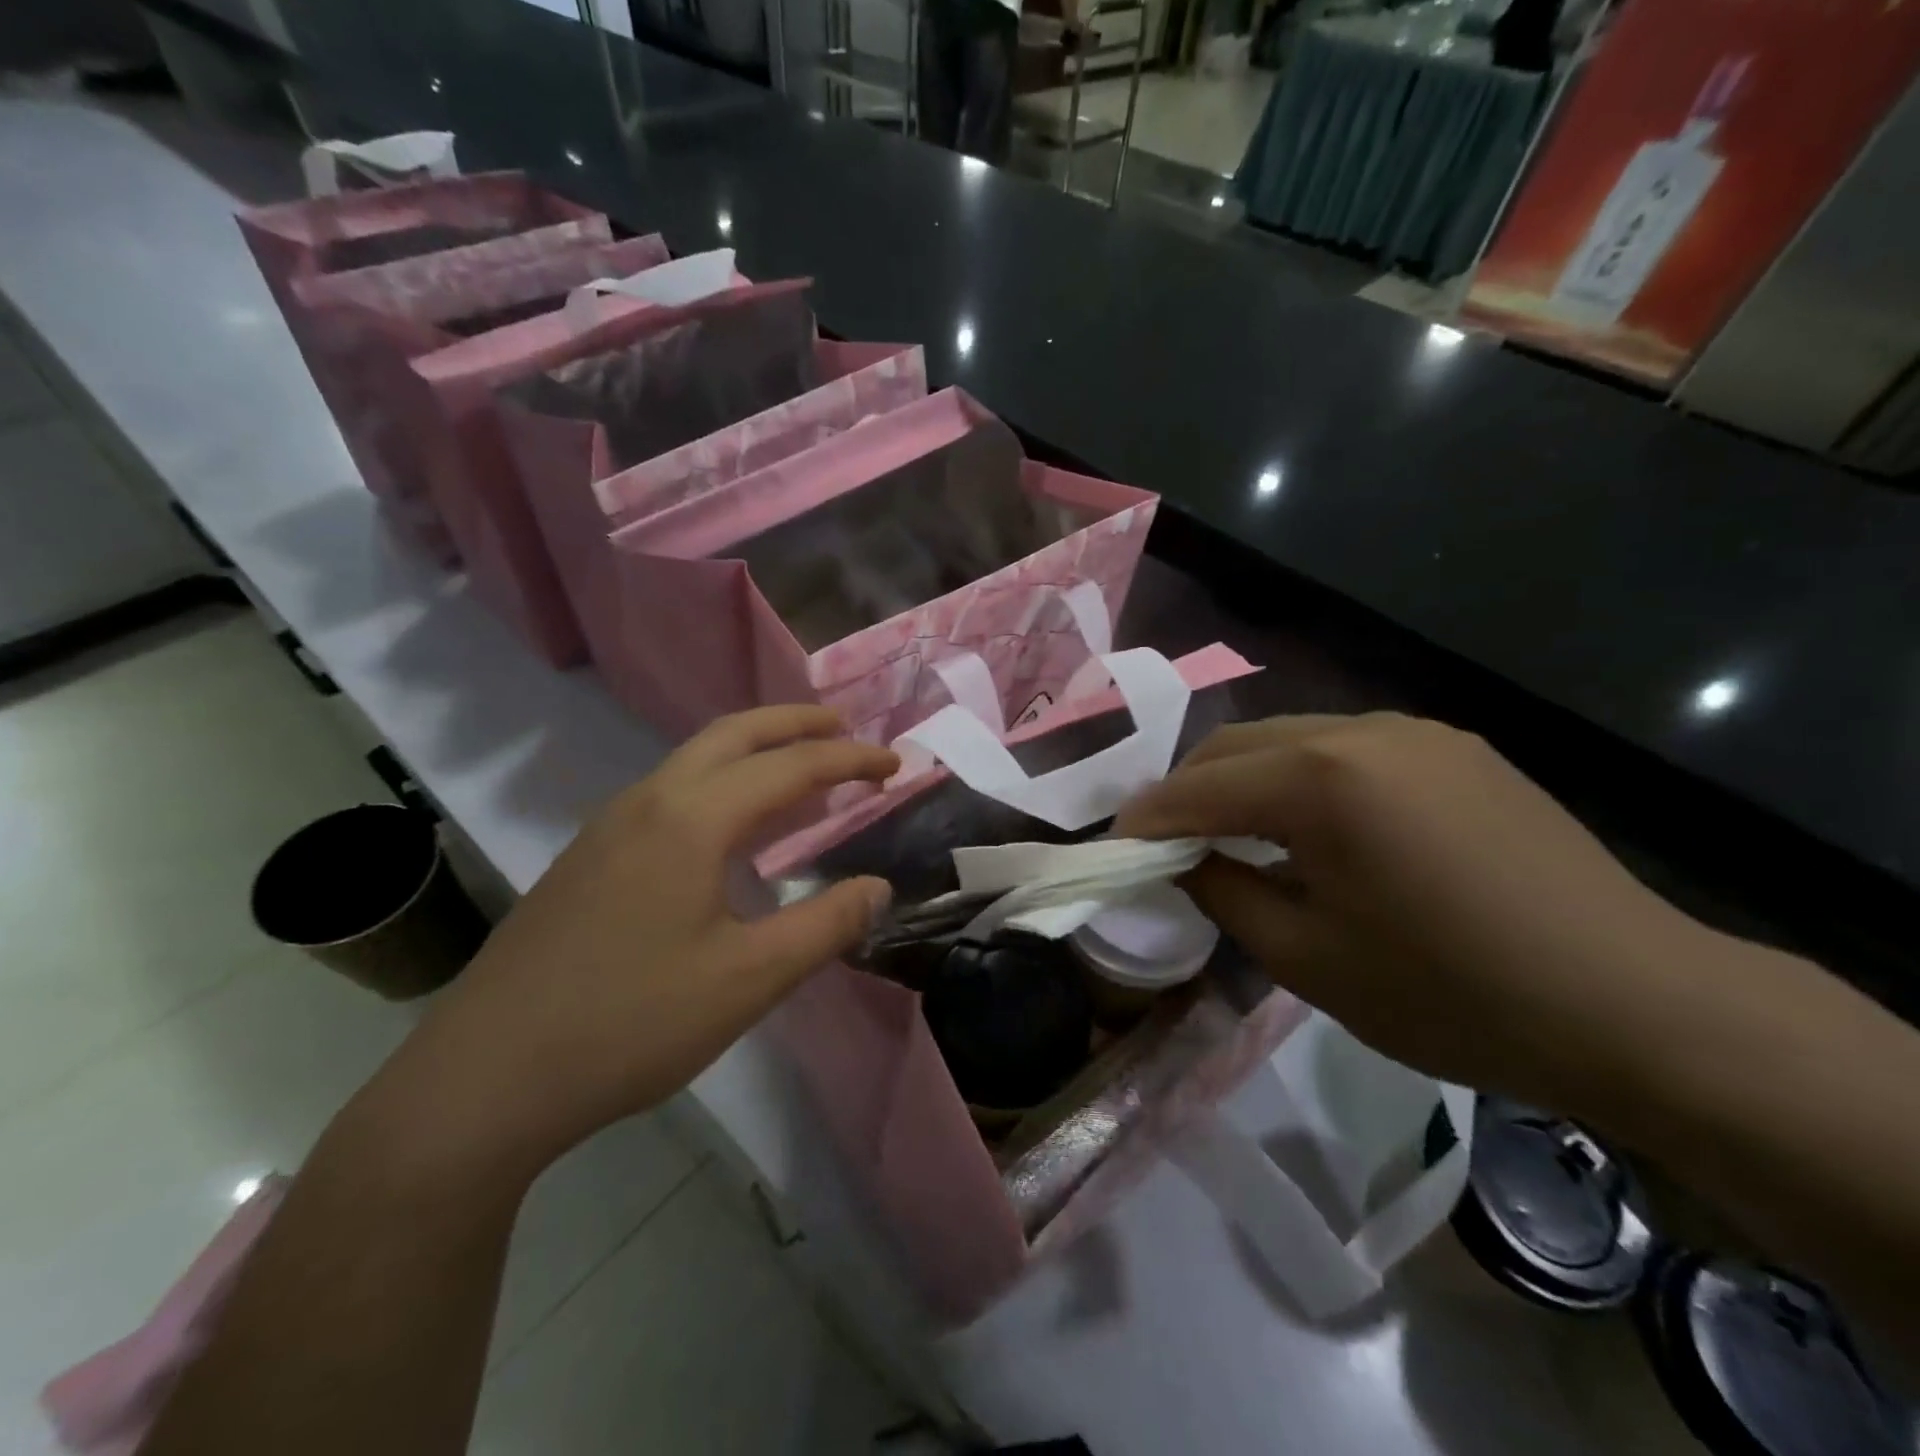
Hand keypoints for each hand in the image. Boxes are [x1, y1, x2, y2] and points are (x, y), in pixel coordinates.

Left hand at [388, 707, 896, 1171]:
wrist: (485, 1077)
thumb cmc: (631, 1023)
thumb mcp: (749, 981)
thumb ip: (825, 926)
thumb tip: (878, 887)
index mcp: (691, 819)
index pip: (790, 767)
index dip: (849, 759)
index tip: (894, 764)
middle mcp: (648, 801)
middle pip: (734, 734)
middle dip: (795, 723)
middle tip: (844, 730)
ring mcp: (609, 826)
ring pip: (695, 759)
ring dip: (754, 750)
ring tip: (799, 771)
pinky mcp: (588, 856)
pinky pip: (669, 791)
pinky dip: (720, 782)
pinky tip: (730, 828)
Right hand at [1113, 713, 1712, 1110]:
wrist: (1638, 1006)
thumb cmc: (1452, 993)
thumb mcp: (1308, 959)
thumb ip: (1225, 894)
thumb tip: (1186, 862)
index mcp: (1320, 780)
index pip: (1198, 788)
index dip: (1146, 819)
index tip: (1114, 846)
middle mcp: (1360, 731)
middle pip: (1237, 744)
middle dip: (1188, 790)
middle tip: (1166, 841)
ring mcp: (1414, 732)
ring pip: (1290, 738)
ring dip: (1244, 779)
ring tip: (1232, 832)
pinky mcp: (1455, 748)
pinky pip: (1346, 749)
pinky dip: (1302, 778)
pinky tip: (1313, 826)